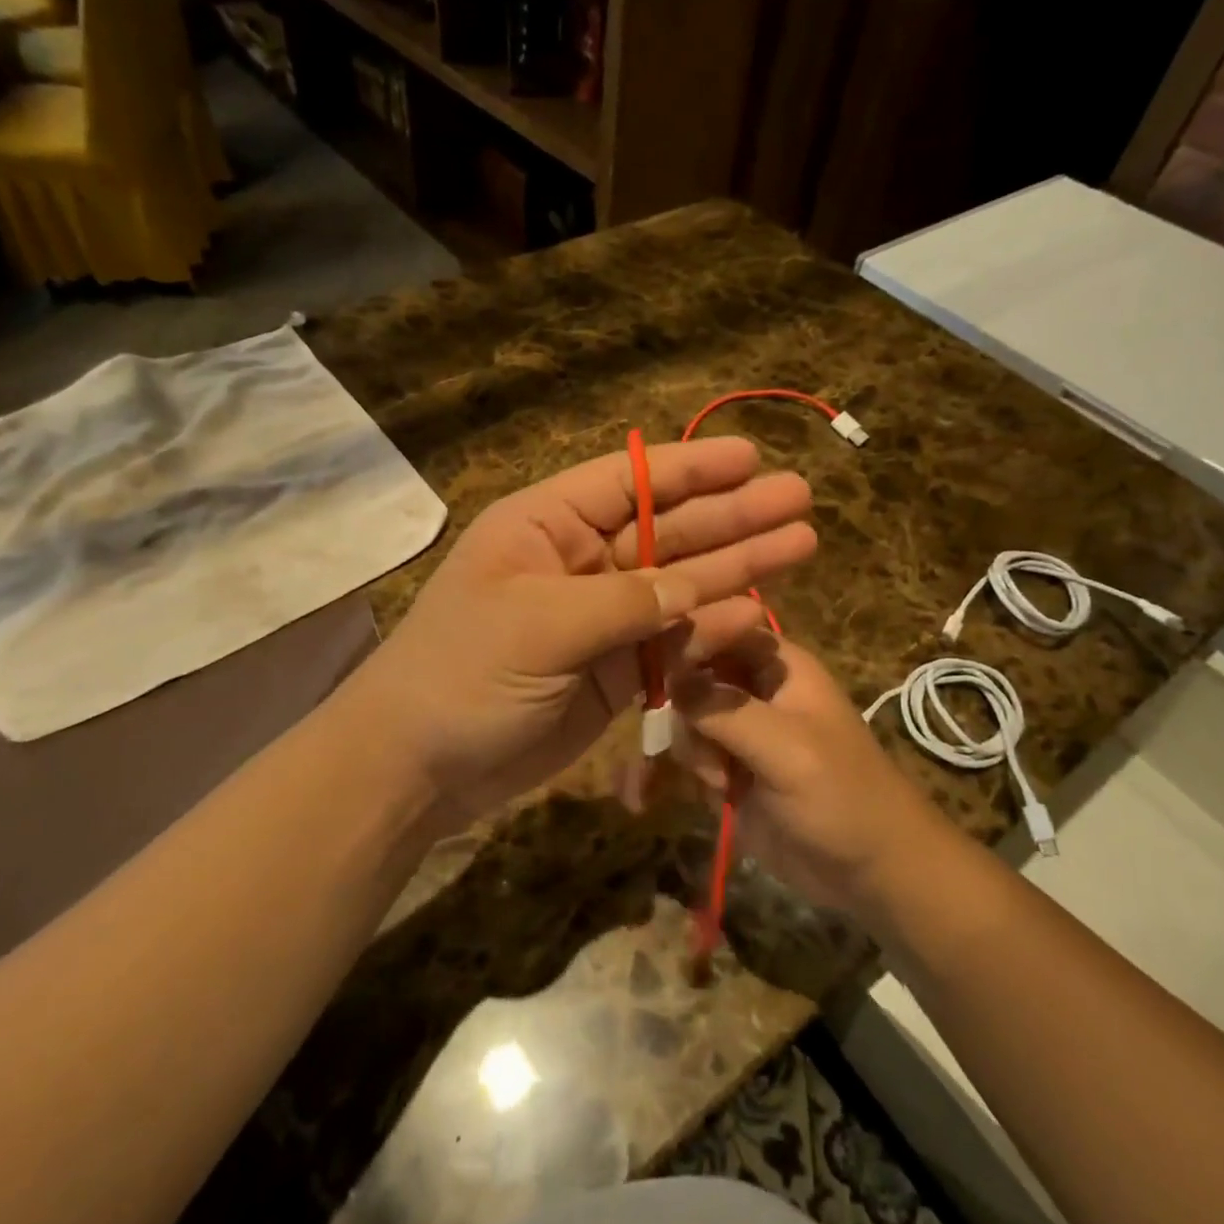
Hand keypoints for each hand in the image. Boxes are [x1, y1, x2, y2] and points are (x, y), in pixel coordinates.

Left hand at [338, 437, 815, 835]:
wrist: (421, 765)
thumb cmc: (464, 672)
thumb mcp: (539, 623)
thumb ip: (624, 602)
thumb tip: (695, 588)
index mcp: (547, 527)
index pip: (629, 482)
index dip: (692, 468)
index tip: (751, 458)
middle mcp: (579, 562)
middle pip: (669, 529)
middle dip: (733, 515)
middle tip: (800, 498)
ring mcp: (601, 618)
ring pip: (681, 584)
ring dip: (738, 566)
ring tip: (802, 544)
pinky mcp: (614, 669)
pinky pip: (673, 641)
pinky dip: (712, 630)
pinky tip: (760, 612)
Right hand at [672, 633, 945, 922]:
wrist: (874, 876)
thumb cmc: (843, 797)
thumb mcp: (787, 748)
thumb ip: (724, 710)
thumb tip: (666, 677)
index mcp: (776, 666)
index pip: (719, 629)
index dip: (684, 642)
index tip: (651, 669)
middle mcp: (751, 691)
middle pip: (690, 676)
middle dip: (680, 712)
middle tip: (696, 747)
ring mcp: (736, 734)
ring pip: (682, 722)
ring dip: (685, 754)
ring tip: (717, 787)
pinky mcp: (724, 774)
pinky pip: (683, 762)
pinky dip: (665, 778)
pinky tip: (640, 798)